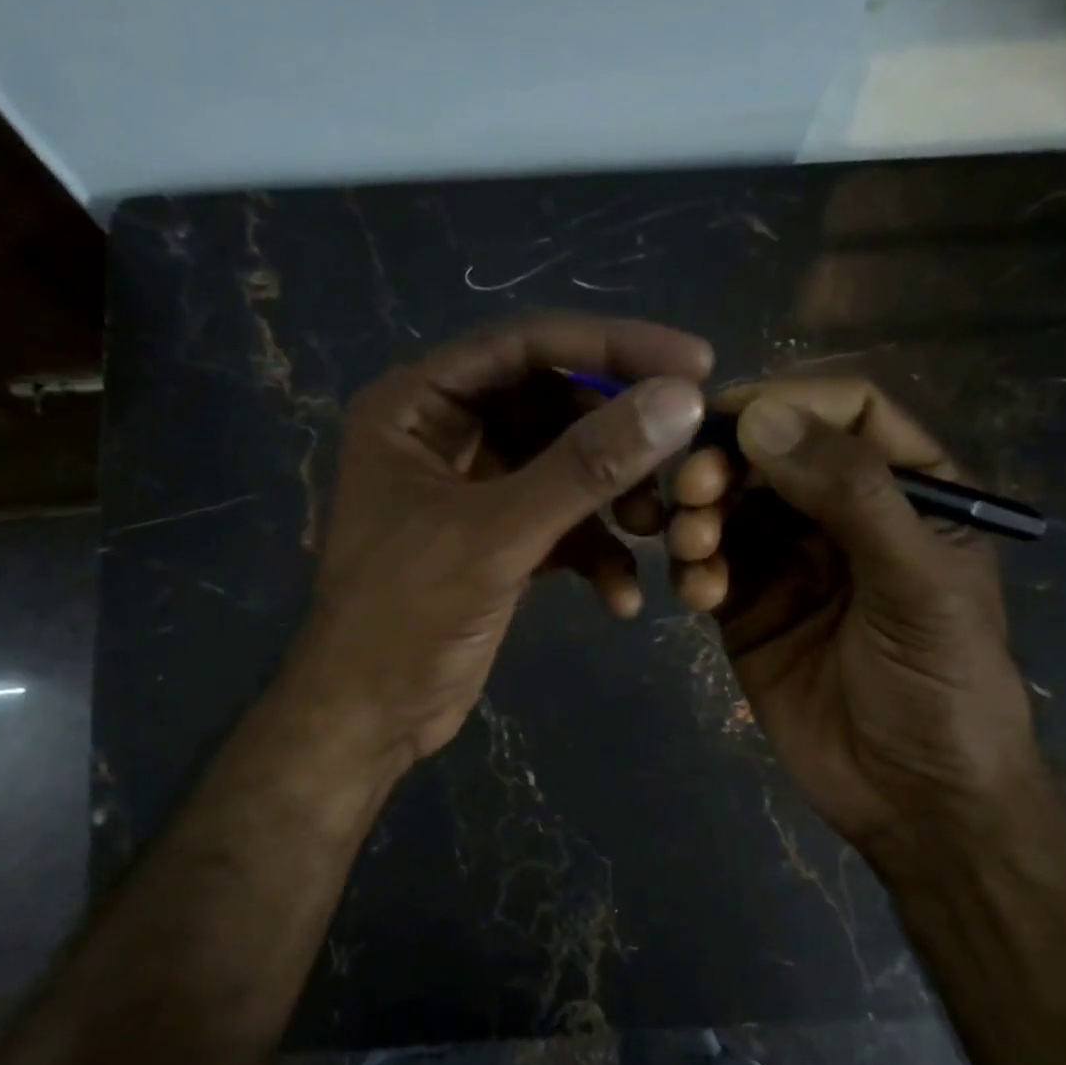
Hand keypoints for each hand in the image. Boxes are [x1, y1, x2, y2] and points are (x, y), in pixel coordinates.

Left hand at [297, 313, 710, 764]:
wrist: (370, 718)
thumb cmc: (406, 617)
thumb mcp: (496, 536)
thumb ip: (585, 466)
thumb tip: (680, 399)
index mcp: (414, 406)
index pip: (523, 345)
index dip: (610, 346)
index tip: (695, 361)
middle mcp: (441, 435)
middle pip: (550, 403)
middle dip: (617, 435)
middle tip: (687, 451)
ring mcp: (471, 489)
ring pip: (562, 466)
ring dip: (612, 498)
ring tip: (654, 529)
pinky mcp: (495, 540)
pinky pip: (558, 522)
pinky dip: (593, 552)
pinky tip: (620, 597)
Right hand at [666, 377, 1045, 870]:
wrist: (912, 798)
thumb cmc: (941, 686)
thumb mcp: (914, 583)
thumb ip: (849, 494)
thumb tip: (760, 417)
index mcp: (906, 491)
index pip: (847, 412)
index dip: (786, 402)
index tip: (723, 418)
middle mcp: (842, 515)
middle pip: (771, 454)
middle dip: (726, 465)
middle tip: (693, 490)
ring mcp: (789, 562)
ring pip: (728, 507)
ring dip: (700, 517)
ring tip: (694, 549)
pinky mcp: (747, 607)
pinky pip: (707, 565)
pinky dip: (692, 569)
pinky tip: (698, 596)